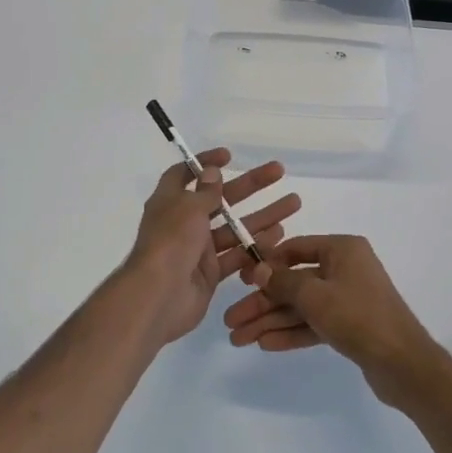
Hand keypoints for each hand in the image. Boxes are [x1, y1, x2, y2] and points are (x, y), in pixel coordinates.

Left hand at [123, 149, 299, 349]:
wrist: (158, 297)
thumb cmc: (170, 243)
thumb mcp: (187, 208)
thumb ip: (205, 191)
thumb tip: (211, 171)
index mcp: (171, 202)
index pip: (184, 174)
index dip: (205, 163)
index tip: (229, 156)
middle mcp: (184, 223)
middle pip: (221, 198)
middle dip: (250, 185)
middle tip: (279, 172)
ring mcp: (198, 249)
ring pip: (235, 228)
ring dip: (263, 215)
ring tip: (293, 203)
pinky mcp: (211, 273)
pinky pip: (237, 255)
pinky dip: (256, 246)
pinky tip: (279, 236)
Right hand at [223, 235, 445, 407]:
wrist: (404, 364)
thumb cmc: (359, 316)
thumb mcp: (315, 296)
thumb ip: (283, 282)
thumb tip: (259, 269)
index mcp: (342, 249)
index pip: (295, 248)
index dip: (266, 264)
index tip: (240, 281)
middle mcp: (345, 269)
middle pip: (294, 282)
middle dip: (262, 303)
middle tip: (231, 322)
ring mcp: (348, 298)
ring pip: (301, 307)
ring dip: (271, 322)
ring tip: (239, 339)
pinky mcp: (350, 325)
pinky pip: (314, 324)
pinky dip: (291, 333)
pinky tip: (265, 344)